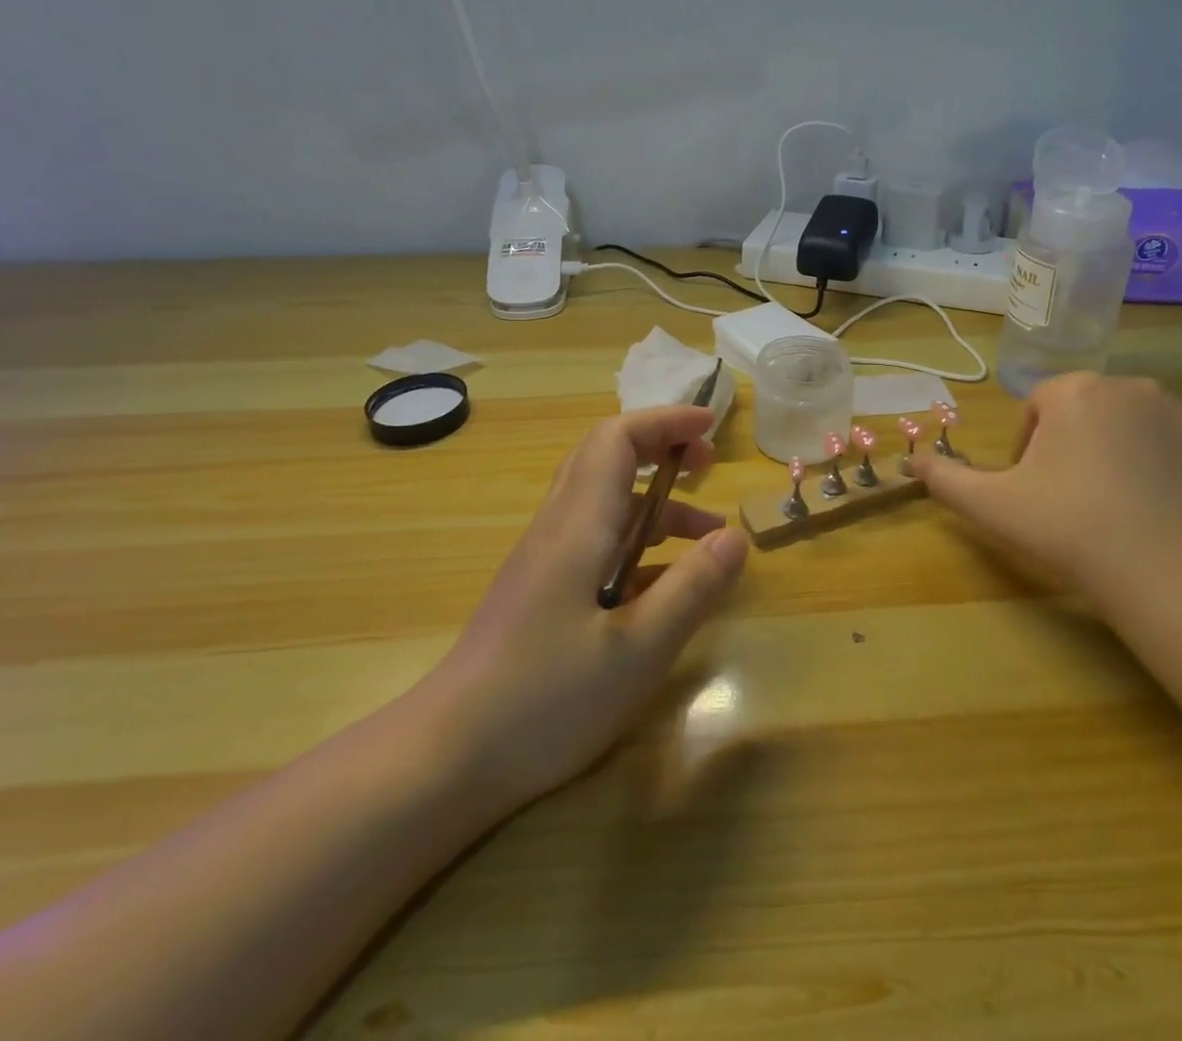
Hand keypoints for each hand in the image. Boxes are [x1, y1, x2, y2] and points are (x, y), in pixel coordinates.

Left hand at [417, 406, 748, 816]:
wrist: (444, 759)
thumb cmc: (544, 700)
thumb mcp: (637, 650)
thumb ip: (691, 589)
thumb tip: (736, 537)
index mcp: (578, 526)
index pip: (617, 439)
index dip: (664, 422)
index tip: (711, 429)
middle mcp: (557, 529)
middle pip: (606, 458)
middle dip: (661, 449)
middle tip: (709, 465)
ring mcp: (544, 561)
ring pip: (604, 504)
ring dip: (657, 506)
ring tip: (709, 539)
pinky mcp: (540, 593)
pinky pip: (595, 543)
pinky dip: (638, 544)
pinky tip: (666, 588)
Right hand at [908, 372, 1181, 613]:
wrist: (1173, 573)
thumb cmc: (1070, 528)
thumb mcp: (992, 506)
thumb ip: (945, 479)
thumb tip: (908, 463)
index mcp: (1075, 391)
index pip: (1039, 408)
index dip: (1029, 449)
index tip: (1034, 491)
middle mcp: (1133, 386)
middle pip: (1089, 413)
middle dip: (1077, 449)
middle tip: (1076, 503)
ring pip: (1139, 428)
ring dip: (1125, 456)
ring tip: (1123, 510)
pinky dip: (1174, 470)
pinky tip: (1167, 512)